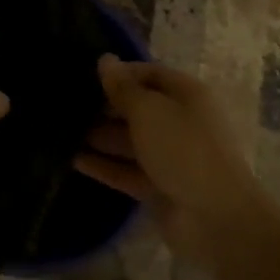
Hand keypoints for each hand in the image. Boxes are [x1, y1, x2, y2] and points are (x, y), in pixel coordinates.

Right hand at [75, 55, 265, 266]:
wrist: (217, 219)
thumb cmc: (184, 149)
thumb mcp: (149, 110)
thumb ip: (123, 87)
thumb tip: (105, 60)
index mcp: (186, 96)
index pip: (150, 74)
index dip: (120, 73)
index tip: (86, 75)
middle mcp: (179, 123)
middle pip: (138, 108)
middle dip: (106, 106)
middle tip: (68, 104)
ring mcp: (170, 157)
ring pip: (130, 141)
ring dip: (100, 136)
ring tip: (62, 131)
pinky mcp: (159, 188)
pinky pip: (127, 171)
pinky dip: (104, 166)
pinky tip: (74, 160)